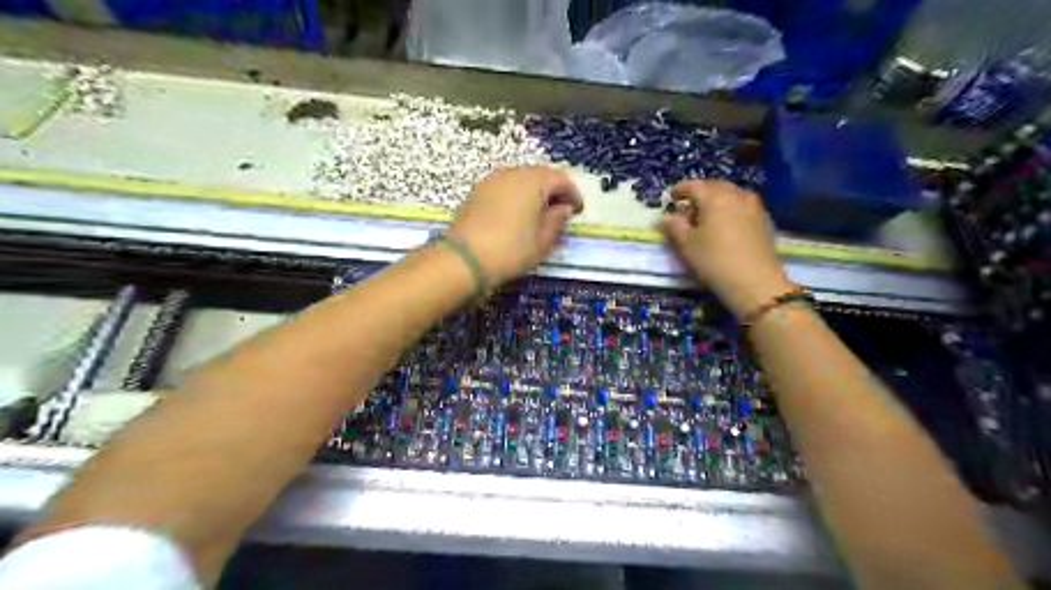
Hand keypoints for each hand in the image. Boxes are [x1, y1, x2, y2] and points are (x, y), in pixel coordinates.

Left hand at [450, 166, 587, 285]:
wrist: (464, 259)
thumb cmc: (511, 250)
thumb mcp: (543, 240)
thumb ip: (557, 220)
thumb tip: (562, 209)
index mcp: (533, 181)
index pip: (561, 179)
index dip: (573, 194)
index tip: (578, 211)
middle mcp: (512, 173)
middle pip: (539, 175)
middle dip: (553, 191)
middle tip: (560, 211)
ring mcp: (491, 181)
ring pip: (520, 180)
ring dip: (533, 193)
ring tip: (539, 214)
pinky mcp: (476, 192)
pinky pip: (504, 188)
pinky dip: (515, 197)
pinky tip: (516, 216)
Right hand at [656, 180, 792, 318]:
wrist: (755, 283)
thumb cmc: (714, 261)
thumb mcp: (686, 245)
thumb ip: (673, 227)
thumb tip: (664, 217)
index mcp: (715, 197)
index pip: (693, 186)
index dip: (679, 190)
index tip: (670, 197)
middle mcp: (736, 195)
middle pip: (714, 186)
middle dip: (699, 194)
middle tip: (687, 209)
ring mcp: (754, 207)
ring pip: (731, 195)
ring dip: (716, 201)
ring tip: (706, 218)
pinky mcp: (764, 221)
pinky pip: (742, 206)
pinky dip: (730, 209)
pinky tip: (725, 225)